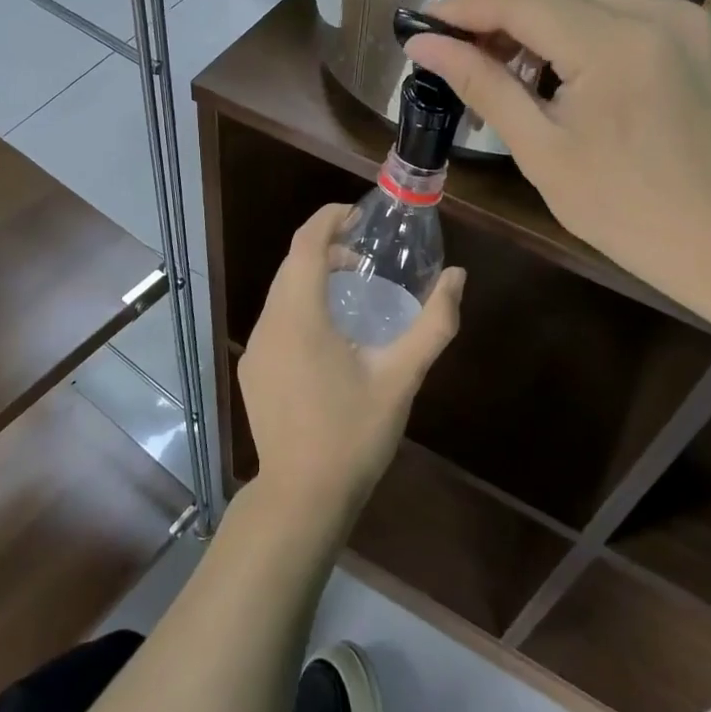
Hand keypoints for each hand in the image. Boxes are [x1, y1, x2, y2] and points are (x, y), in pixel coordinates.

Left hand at [239, 205, 463, 526]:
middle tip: (365, 253)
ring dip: (313, 277)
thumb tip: (458, 277)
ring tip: (353, 288)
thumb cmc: (353, 434)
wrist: (301, 497)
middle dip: (325, 246)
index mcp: (299, 317)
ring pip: (281, 291)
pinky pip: (275, 318)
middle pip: (291, 264)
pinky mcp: (253, 370)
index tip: (357, 214)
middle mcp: (269, 323)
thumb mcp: (401, 378)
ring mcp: (255, 348)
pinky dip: (300, 304)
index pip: (305, 244)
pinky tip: (329, 333)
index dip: (328, 219)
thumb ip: (434, 324)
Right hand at [405, 0, 710, 310]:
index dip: (464, 6)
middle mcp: (652, 9)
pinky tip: (548, 48)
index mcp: (614, 46)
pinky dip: (568, 4)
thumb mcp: (541, 151)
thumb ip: (482, 84)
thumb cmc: (624, 210)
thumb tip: (422, 44)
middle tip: (458, 41)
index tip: (422, 26)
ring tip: (498, 46)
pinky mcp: (688, 22)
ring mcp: (677, 11)